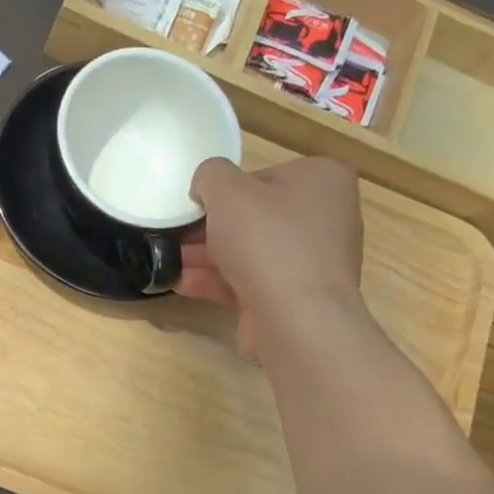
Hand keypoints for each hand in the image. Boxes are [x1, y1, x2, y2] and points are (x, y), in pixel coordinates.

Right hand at [181, 155, 367, 363]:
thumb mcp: (227, 191)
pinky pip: (251, 280)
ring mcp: (312, 260)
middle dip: (210, 228)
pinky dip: (218, 281)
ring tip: (168, 261)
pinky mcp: (296, 295)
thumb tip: (206, 186)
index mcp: (322, 179)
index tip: (196, 207)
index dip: (225, 191)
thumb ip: (210, 175)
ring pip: (249, 251)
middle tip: (175, 235)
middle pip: (255, 216)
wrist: (296, 318)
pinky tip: (182, 284)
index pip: (263, 176)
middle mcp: (325, 216)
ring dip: (207, 256)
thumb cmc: (266, 242)